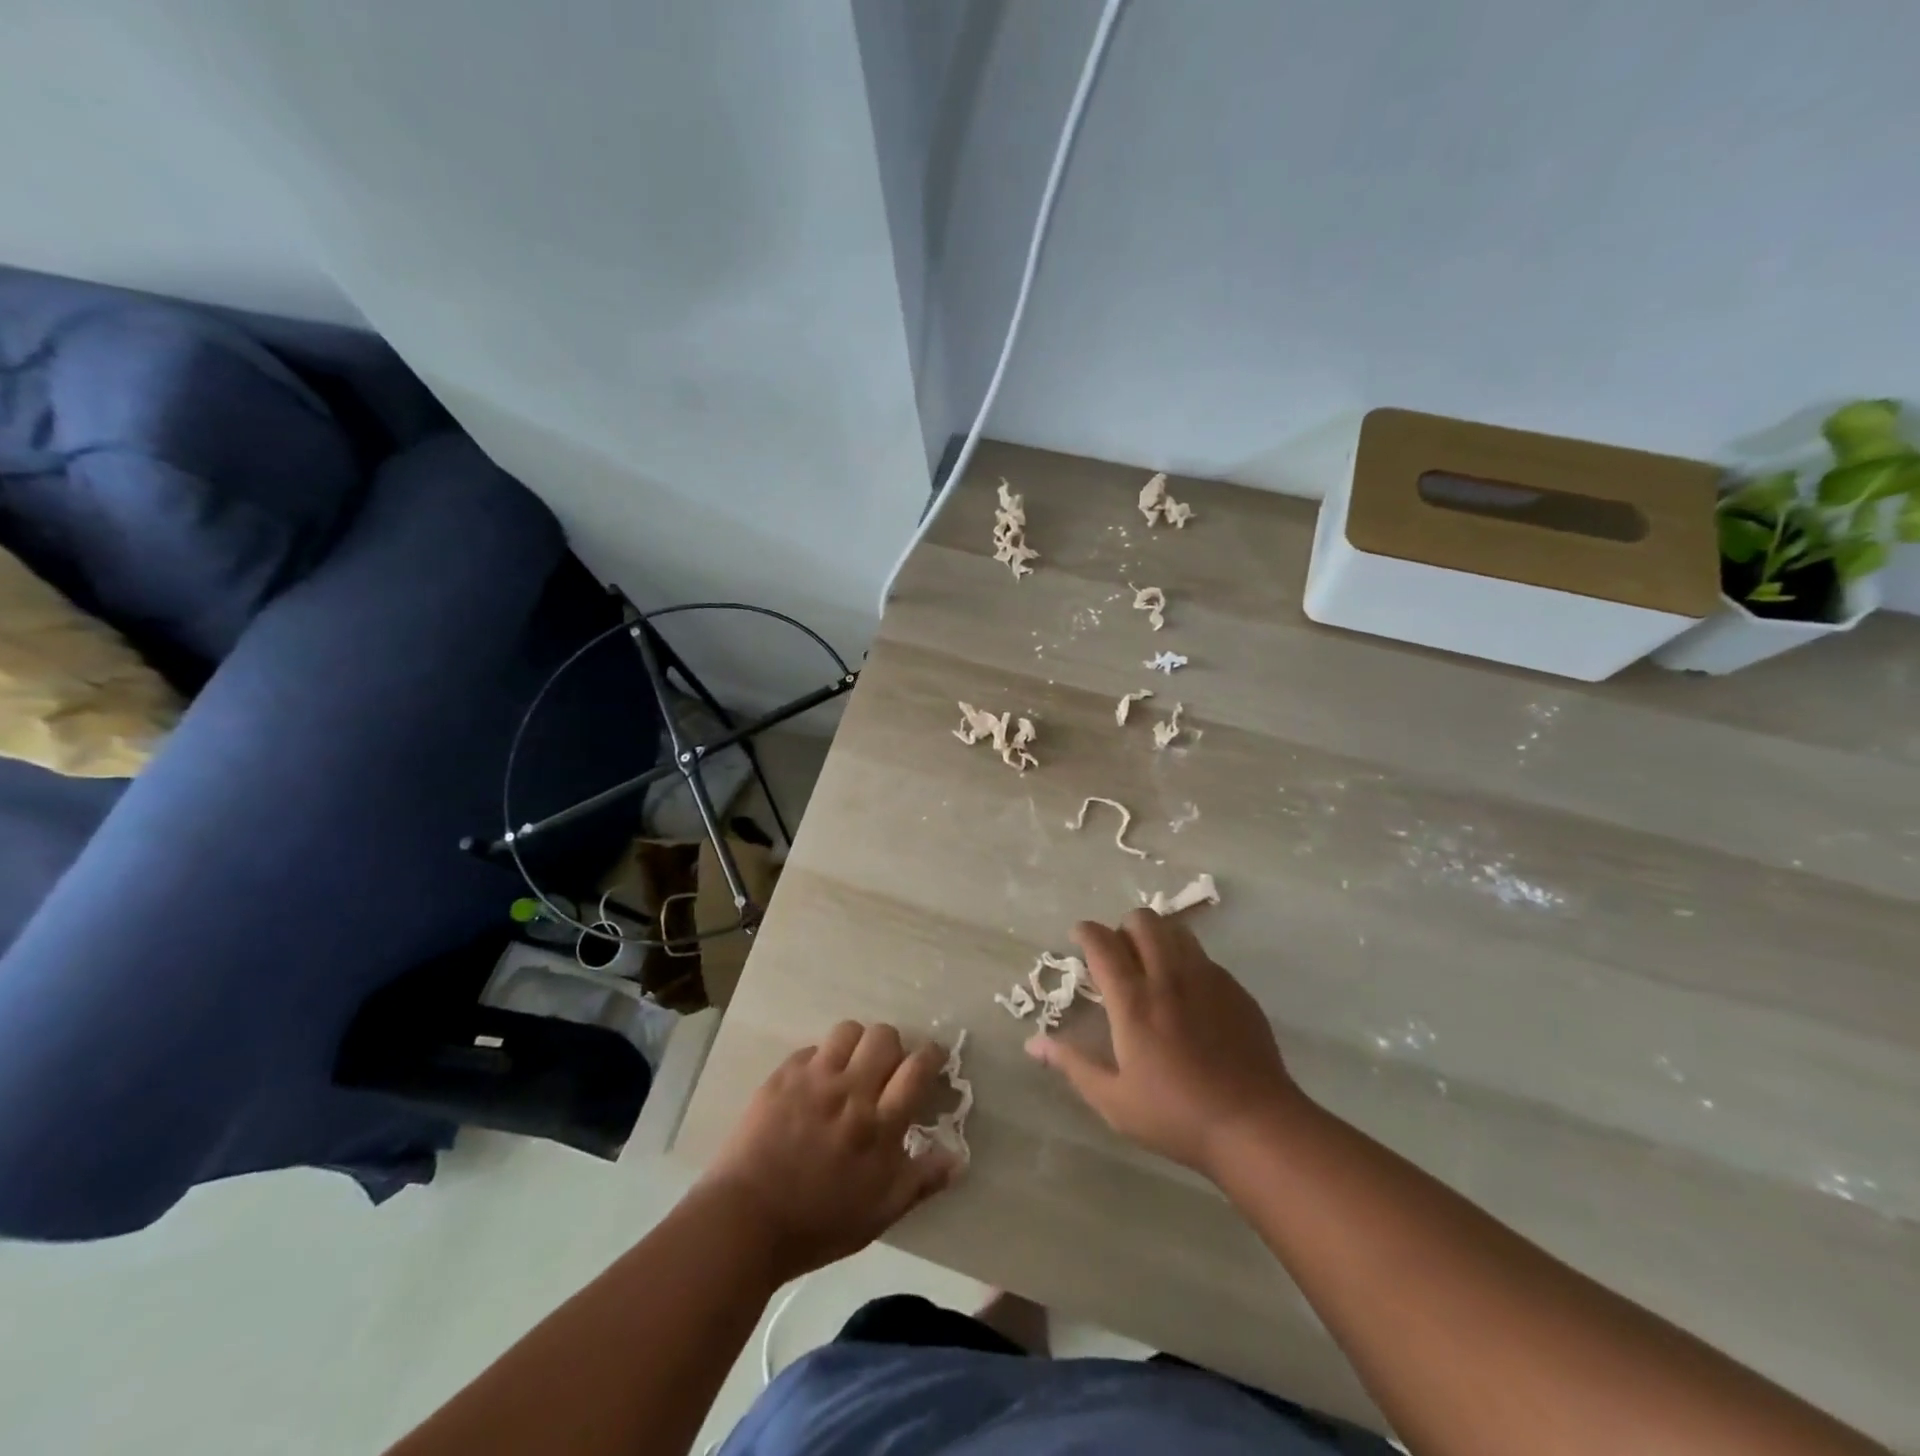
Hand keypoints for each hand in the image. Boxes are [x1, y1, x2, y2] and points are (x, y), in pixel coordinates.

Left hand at [695, 1022, 959, 1284]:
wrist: (744, 1222)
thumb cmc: (817, 1225)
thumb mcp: (879, 1214)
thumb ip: (921, 1181)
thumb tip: (959, 1157)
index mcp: (879, 1125)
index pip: (917, 1068)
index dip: (931, 1055)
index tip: (932, 1058)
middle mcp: (851, 1091)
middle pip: (885, 1037)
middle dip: (893, 1047)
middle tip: (886, 1070)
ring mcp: (814, 1079)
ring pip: (849, 1031)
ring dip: (857, 1044)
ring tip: (851, 1068)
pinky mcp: (783, 1075)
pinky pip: (812, 1049)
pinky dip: (821, 1060)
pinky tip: (814, 1085)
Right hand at [1026, 910, 1306, 1179]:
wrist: (1255, 1125)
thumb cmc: (1176, 1115)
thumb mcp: (1113, 1100)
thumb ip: (1072, 1064)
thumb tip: (1033, 1044)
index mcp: (1133, 1000)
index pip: (1102, 942)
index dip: (1085, 931)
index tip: (1079, 937)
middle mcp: (1168, 976)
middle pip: (1143, 920)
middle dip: (1123, 927)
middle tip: (1118, 955)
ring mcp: (1206, 978)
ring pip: (1176, 930)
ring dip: (1157, 937)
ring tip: (1151, 965)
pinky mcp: (1235, 989)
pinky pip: (1203, 956)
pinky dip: (1186, 961)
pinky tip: (1187, 995)